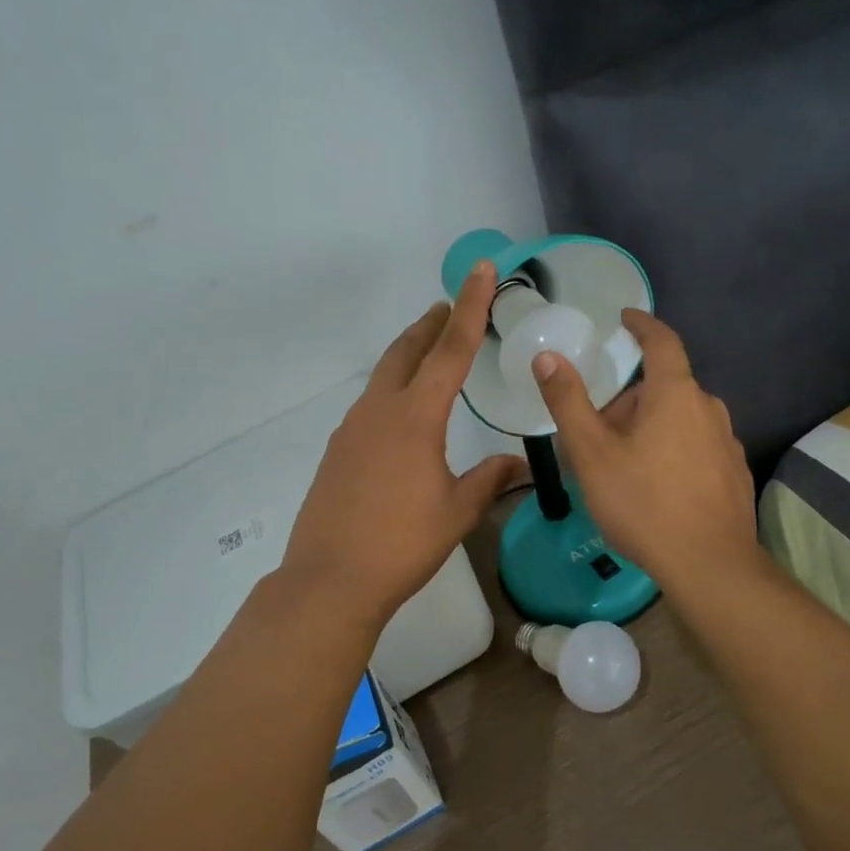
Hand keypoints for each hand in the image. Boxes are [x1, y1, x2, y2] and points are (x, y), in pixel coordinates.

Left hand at [281, 262, 526, 631]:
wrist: (330, 579)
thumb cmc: (402, 544)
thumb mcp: (456, 512)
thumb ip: (489, 480)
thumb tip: (519, 465)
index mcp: (416, 417)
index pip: (451, 350)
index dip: (472, 308)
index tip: (482, 271)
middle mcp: (380, 411)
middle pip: (408, 351)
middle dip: (432, 323)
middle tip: (452, 305)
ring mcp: (352, 429)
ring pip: (385, 375)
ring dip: (410, 354)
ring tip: (430, 349)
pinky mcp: (338, 450)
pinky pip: (371, 404)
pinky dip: (393, 388)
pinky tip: (403, 411)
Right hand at [535, 309, 758, 594]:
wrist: (710, 566)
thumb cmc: (644, 503)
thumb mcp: (592, 454)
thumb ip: (568, 402)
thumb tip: (548, 357)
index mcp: (676, 394)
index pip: (662, 341)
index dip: (642, 324)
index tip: (625, 318)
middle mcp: (708, 408)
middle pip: (665, 387)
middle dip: (630, 398)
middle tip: (596, 428)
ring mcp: (727, 442)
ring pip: (680, 419)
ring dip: (650, 426)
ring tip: (620, 462)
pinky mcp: (734, 473)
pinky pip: (696, 445)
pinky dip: (671, 450)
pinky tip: (654, 486)